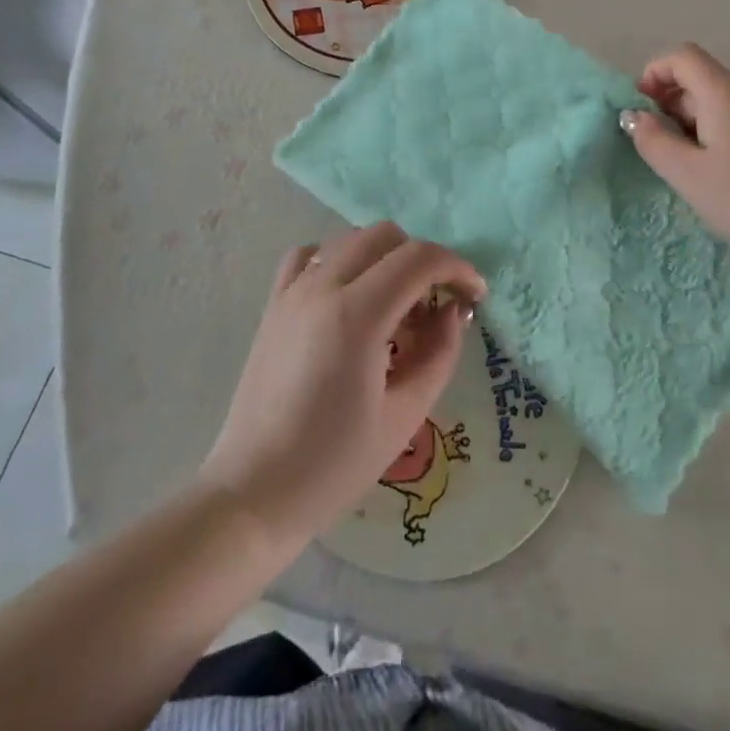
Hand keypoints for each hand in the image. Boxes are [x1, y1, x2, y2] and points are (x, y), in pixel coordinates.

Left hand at [198, 222, 485, 547]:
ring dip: (384, 259)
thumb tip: (453, 311)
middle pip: (386, 236)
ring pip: (350, 239)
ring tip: (394, 309)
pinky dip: (338, 260)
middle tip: (436, 306)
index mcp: (357, 314)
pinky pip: (310, 256)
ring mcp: (292, 292)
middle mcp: (322, 287)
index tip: (476, 296)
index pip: (419, 259)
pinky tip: (348, 297)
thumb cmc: (335, 464)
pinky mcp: (273, 304)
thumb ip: (440, 353)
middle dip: (423, 260)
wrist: (254, 494)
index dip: (457, 268)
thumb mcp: (405, 414)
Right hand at [621, 43, 729, 259]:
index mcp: (725, 91)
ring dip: (694, 124)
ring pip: (721, 103)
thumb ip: (653, 141)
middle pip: (701, 79)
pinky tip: (723, 176)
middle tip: (661, 149)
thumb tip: (634, 116)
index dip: (654, 73)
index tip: (641, 110)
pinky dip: (719, 135)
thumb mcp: (688, 174)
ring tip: (691, 169)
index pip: (682, 56)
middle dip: (671, 105)